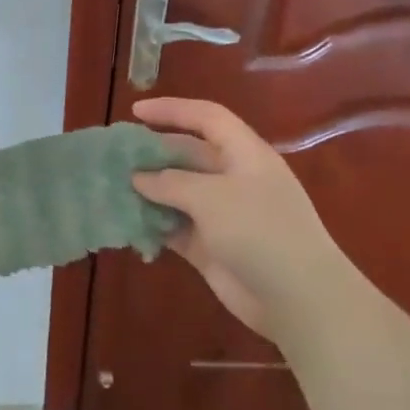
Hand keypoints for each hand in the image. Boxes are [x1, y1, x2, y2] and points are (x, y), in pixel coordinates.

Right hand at [129, 98, 341, 340]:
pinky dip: (154, 225)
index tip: (135, 111)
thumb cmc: (259, 231)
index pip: (207, 118)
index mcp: (245, 154)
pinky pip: (176, 228)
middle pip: (189, 154)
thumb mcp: (211, 197)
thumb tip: (138, 177)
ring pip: (178, 193)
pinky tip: (127, 224)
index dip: (172, 110)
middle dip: (153, 153)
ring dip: (148, 191)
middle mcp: (234, 179)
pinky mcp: (211, 247)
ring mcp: (223, 215)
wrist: (298, 299)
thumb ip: (170, 182)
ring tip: (112, 188)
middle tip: (115, 156)